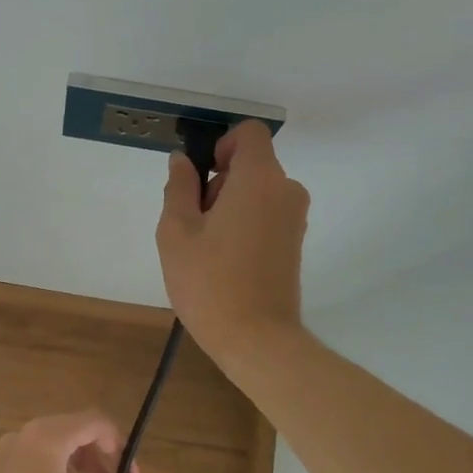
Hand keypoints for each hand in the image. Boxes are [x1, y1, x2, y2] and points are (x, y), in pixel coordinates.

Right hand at [157, 119, 310, 362]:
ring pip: (258, 190)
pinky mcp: (295, 242)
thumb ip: (179, 187)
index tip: (202, 177)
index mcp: (260, 179)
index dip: (222, 145)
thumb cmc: (209, 282)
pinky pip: (268, 213)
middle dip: (220, 181)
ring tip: (207, 246)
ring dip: (231, 204)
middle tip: (195, 223)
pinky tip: (226, 259)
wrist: (256, 339)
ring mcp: (295, 219)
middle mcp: (286, 190)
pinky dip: (246, 222)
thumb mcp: (177, 231)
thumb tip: (183, 161)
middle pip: (252, 164)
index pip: (250, 133)